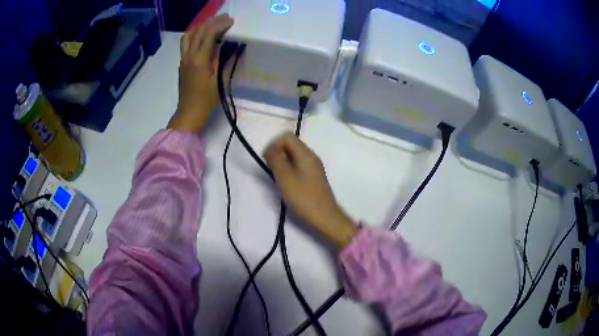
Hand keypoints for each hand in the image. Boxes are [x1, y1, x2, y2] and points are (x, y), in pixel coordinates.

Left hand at [168, 14, 233, 132]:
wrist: (189, 112)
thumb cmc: (206, 99)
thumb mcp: (218, 80)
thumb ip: (221, 60)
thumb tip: (226, 46)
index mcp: (199, 59)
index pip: (209, 34)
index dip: (220, 25)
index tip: (231, 21)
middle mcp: (188, 56)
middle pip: (198, 31)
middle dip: (211, 22)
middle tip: (224, 18)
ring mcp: (183, 59)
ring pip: (188, 35)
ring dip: (200, 27)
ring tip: (212, 24)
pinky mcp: (182, 63)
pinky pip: (186, 43)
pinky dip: (195, 34)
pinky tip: (203, 36)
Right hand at [264, 132, 358, 248]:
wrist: (324, 217)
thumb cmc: (303, 197)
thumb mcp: (285, 178)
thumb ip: (276, 160)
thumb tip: (270, 148)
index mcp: (306, 154)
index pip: (287, 136)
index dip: (274, 144)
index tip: (267, 160)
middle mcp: (311, 156)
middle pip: (291, 144)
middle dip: (277, 153)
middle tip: (271, 170)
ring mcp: (314, 167)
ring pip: (294, 156)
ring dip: (282, 162)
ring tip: (278, 178)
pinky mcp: (314, 177)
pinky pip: (298, 165)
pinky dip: (289, 170)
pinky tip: (287, 183)